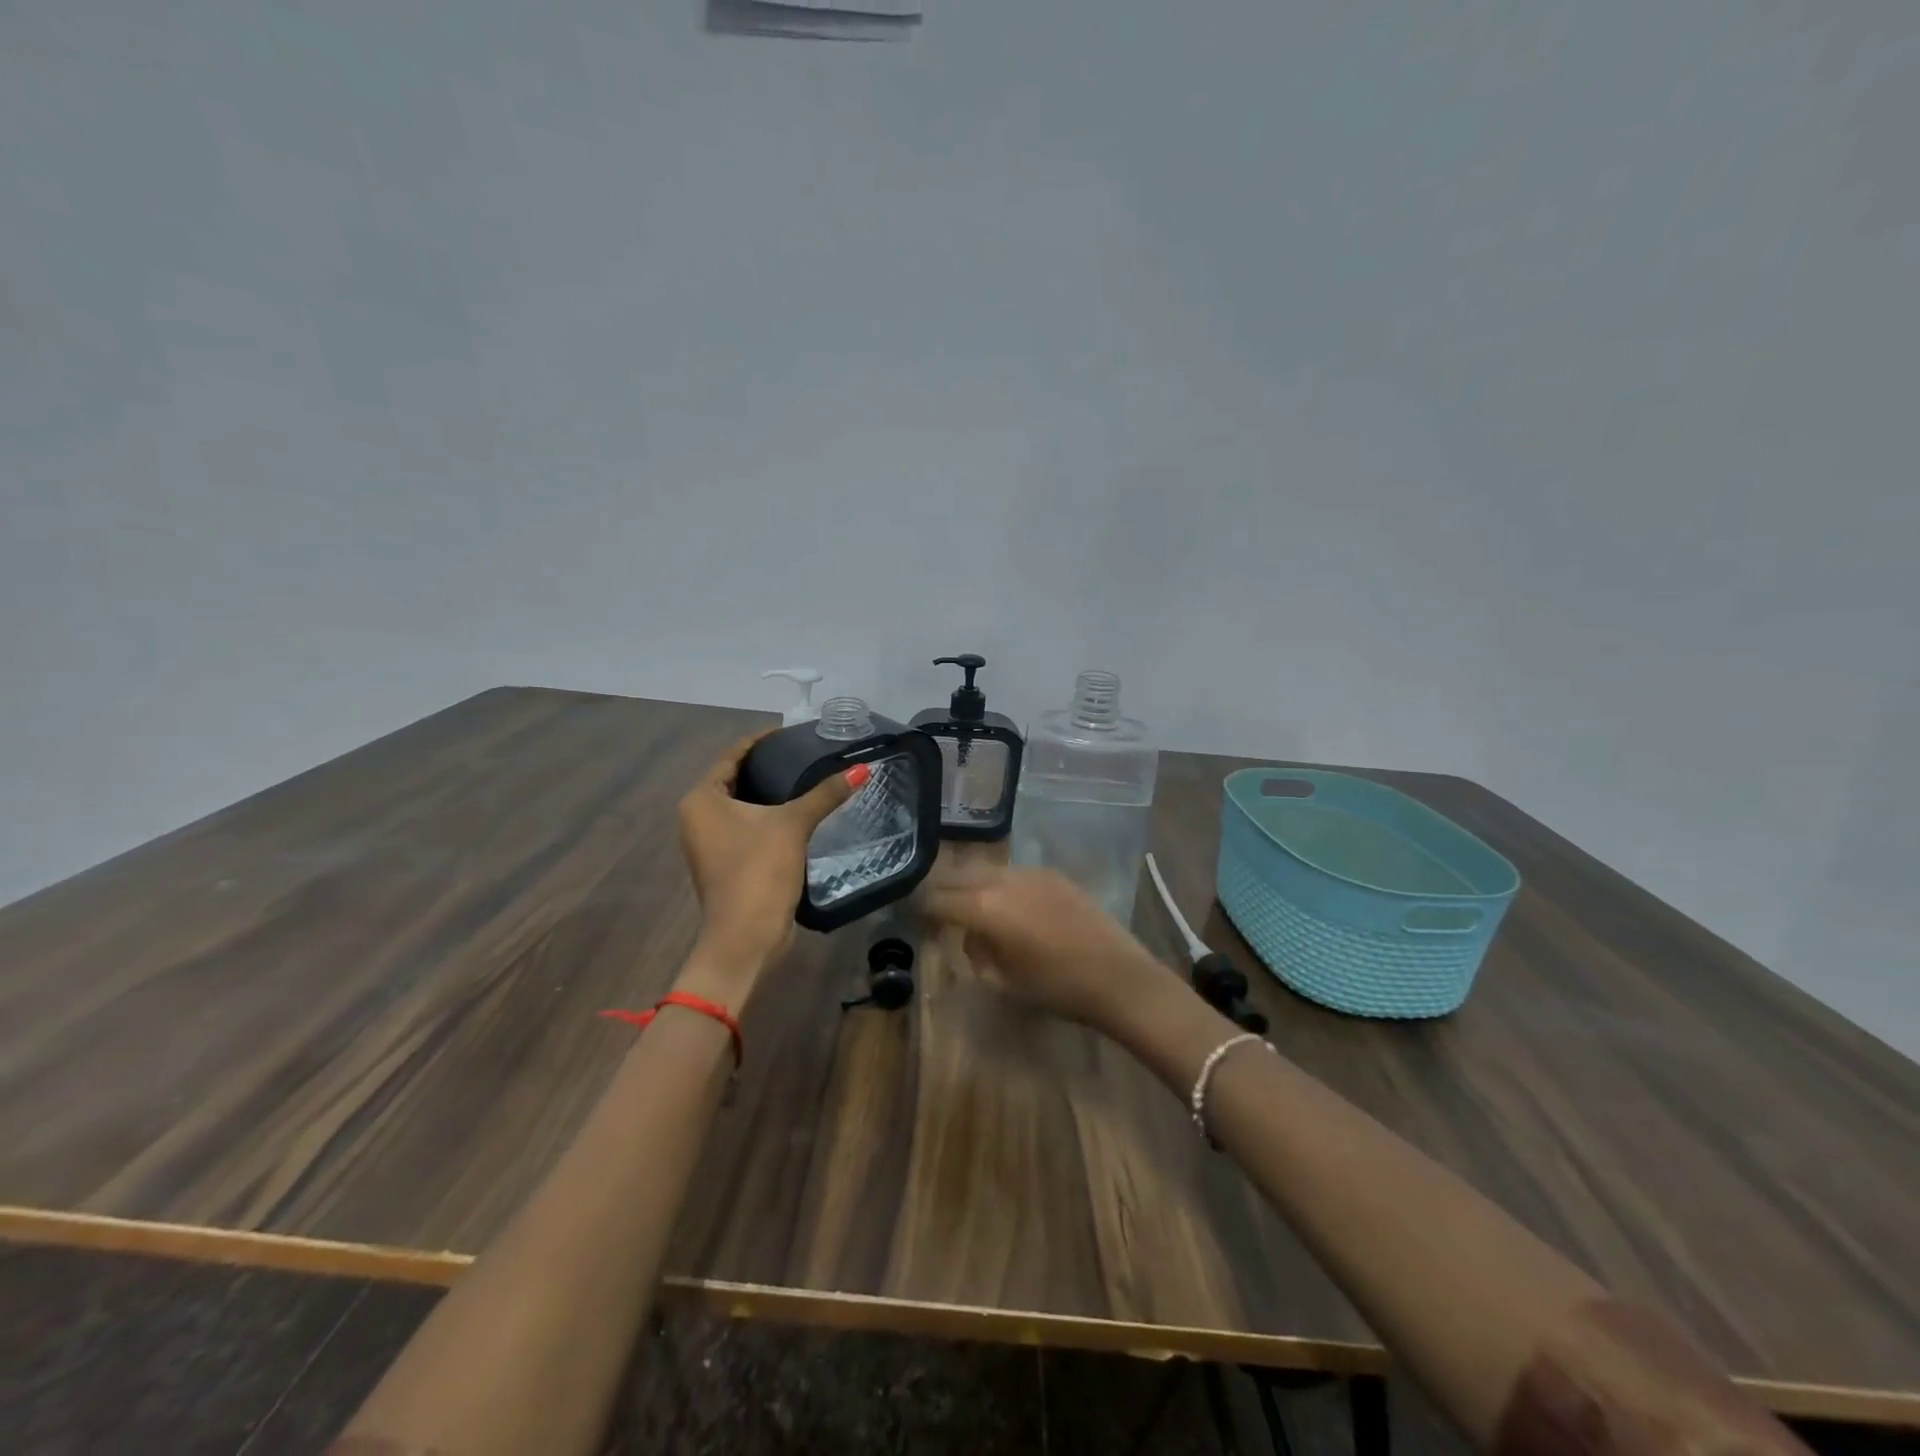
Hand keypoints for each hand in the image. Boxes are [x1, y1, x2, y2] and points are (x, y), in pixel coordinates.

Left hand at [675, 733, 863, 1005]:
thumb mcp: (793, 825)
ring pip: (740, 805)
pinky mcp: (724, 862)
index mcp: (702, 799)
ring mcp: (707, 842)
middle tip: (803, 752)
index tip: (791, 731)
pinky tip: (796, 813)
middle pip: (735, 778)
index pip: (733, 756)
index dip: (761, 741)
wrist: (746, 936)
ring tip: (804, 777)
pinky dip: (766, 816)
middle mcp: (697, 816)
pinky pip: (745, 826)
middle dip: (766, 765)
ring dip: (768, 792)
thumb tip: (863, 768)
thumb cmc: (759, 871)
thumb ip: (825, 794)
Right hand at [921, 864, 1170, 1030]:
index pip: (936, 899)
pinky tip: (1013, 908)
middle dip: (944, 892)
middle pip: (957, 876)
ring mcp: (1030, 872)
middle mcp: (1001, 879)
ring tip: (976, 911)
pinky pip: (1014, 874)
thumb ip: (977, 953)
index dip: (921, 909)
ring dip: (974, 886)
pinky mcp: (1053, 874)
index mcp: (983, 907)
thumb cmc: (1056, 988)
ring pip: (986, 870)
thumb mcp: (1003, 981)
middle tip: (940, 913)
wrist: (1118, 977)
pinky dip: (1003, 886)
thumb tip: (971, 936)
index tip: (915, 919)